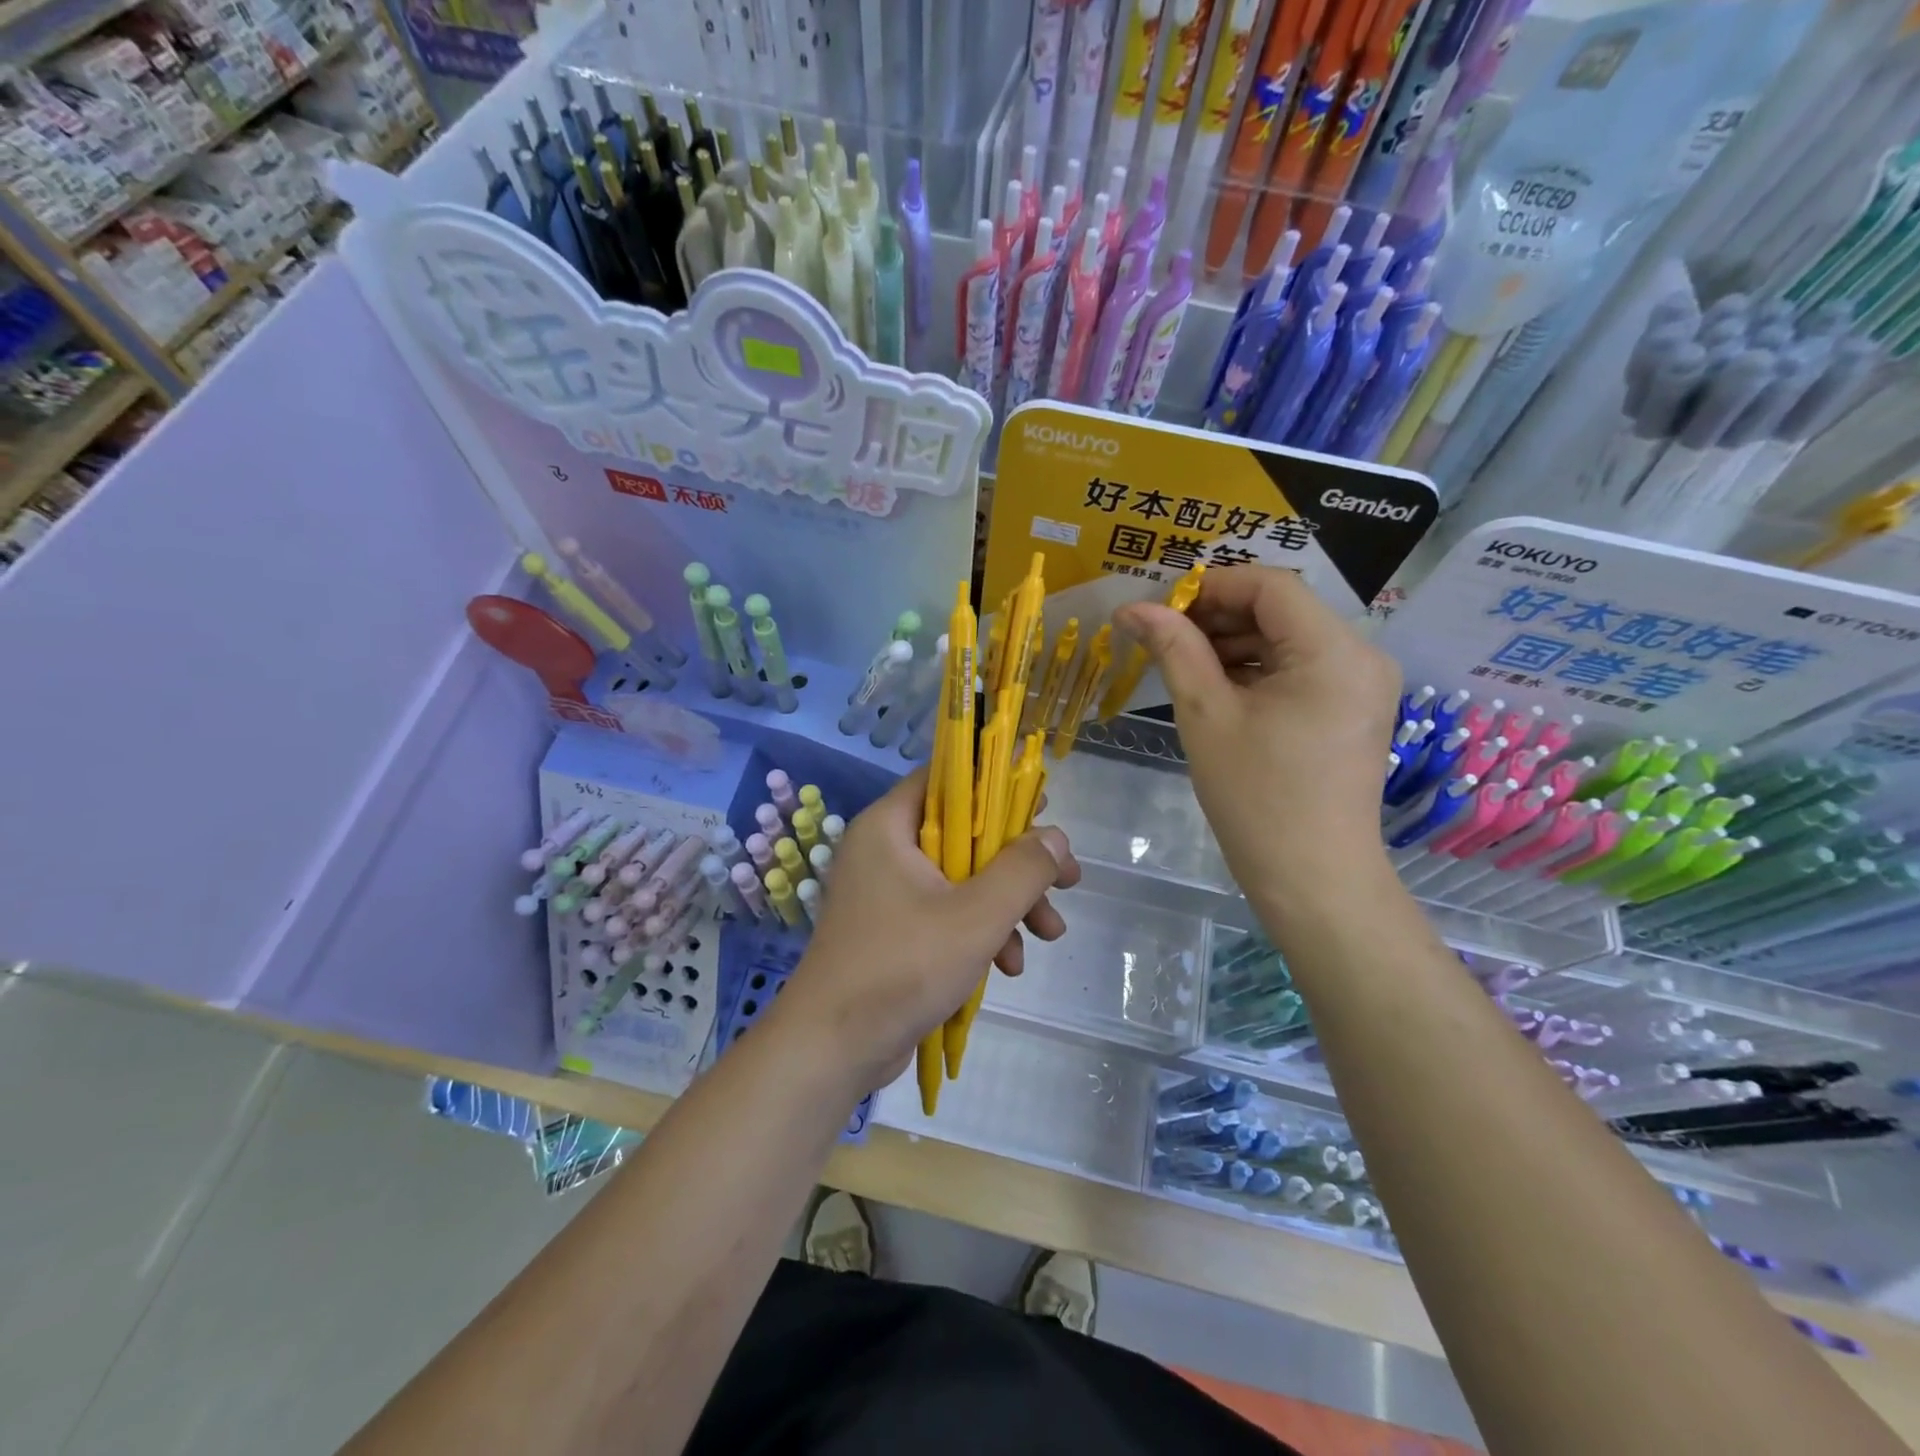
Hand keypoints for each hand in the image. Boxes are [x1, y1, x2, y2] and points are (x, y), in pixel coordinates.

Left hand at [773, 770, 1080, 1087]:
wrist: (833, 1049)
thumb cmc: (902, 967)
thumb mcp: (976, 916)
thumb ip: (1023, 870)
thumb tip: (1056, 837)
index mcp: (890, 827)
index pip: (946, 779)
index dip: (997, 785)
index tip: (1042, 805)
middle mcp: (885, 850)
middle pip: (965, 834)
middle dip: (1019, 863)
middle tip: (1067, 880)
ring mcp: (888, 893)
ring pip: (963, 878)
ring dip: (1008, 903)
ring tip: (1050, 934)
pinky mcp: (895, 931)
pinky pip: (947, 913)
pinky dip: (981, 931)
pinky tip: (1009, 966)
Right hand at [1113, 565, 1399, 905]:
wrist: (1312, 877)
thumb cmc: (1256, 796)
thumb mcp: (1206, 715)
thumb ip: (1174, 649)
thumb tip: (1133, 608)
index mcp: (1334, 650)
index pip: (1270, 586)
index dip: (1211, 586)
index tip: (1161, 607)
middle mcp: (1362, 656)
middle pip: (1282, 609)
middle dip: (1219, 615)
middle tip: (1162, 636)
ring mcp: (1362, 684)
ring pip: (1289, 638)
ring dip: (1235, 642)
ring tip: (1182, 663)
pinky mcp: (1352, 709)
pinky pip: (1300, 669)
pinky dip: (1257, 669)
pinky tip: (1216, 686)